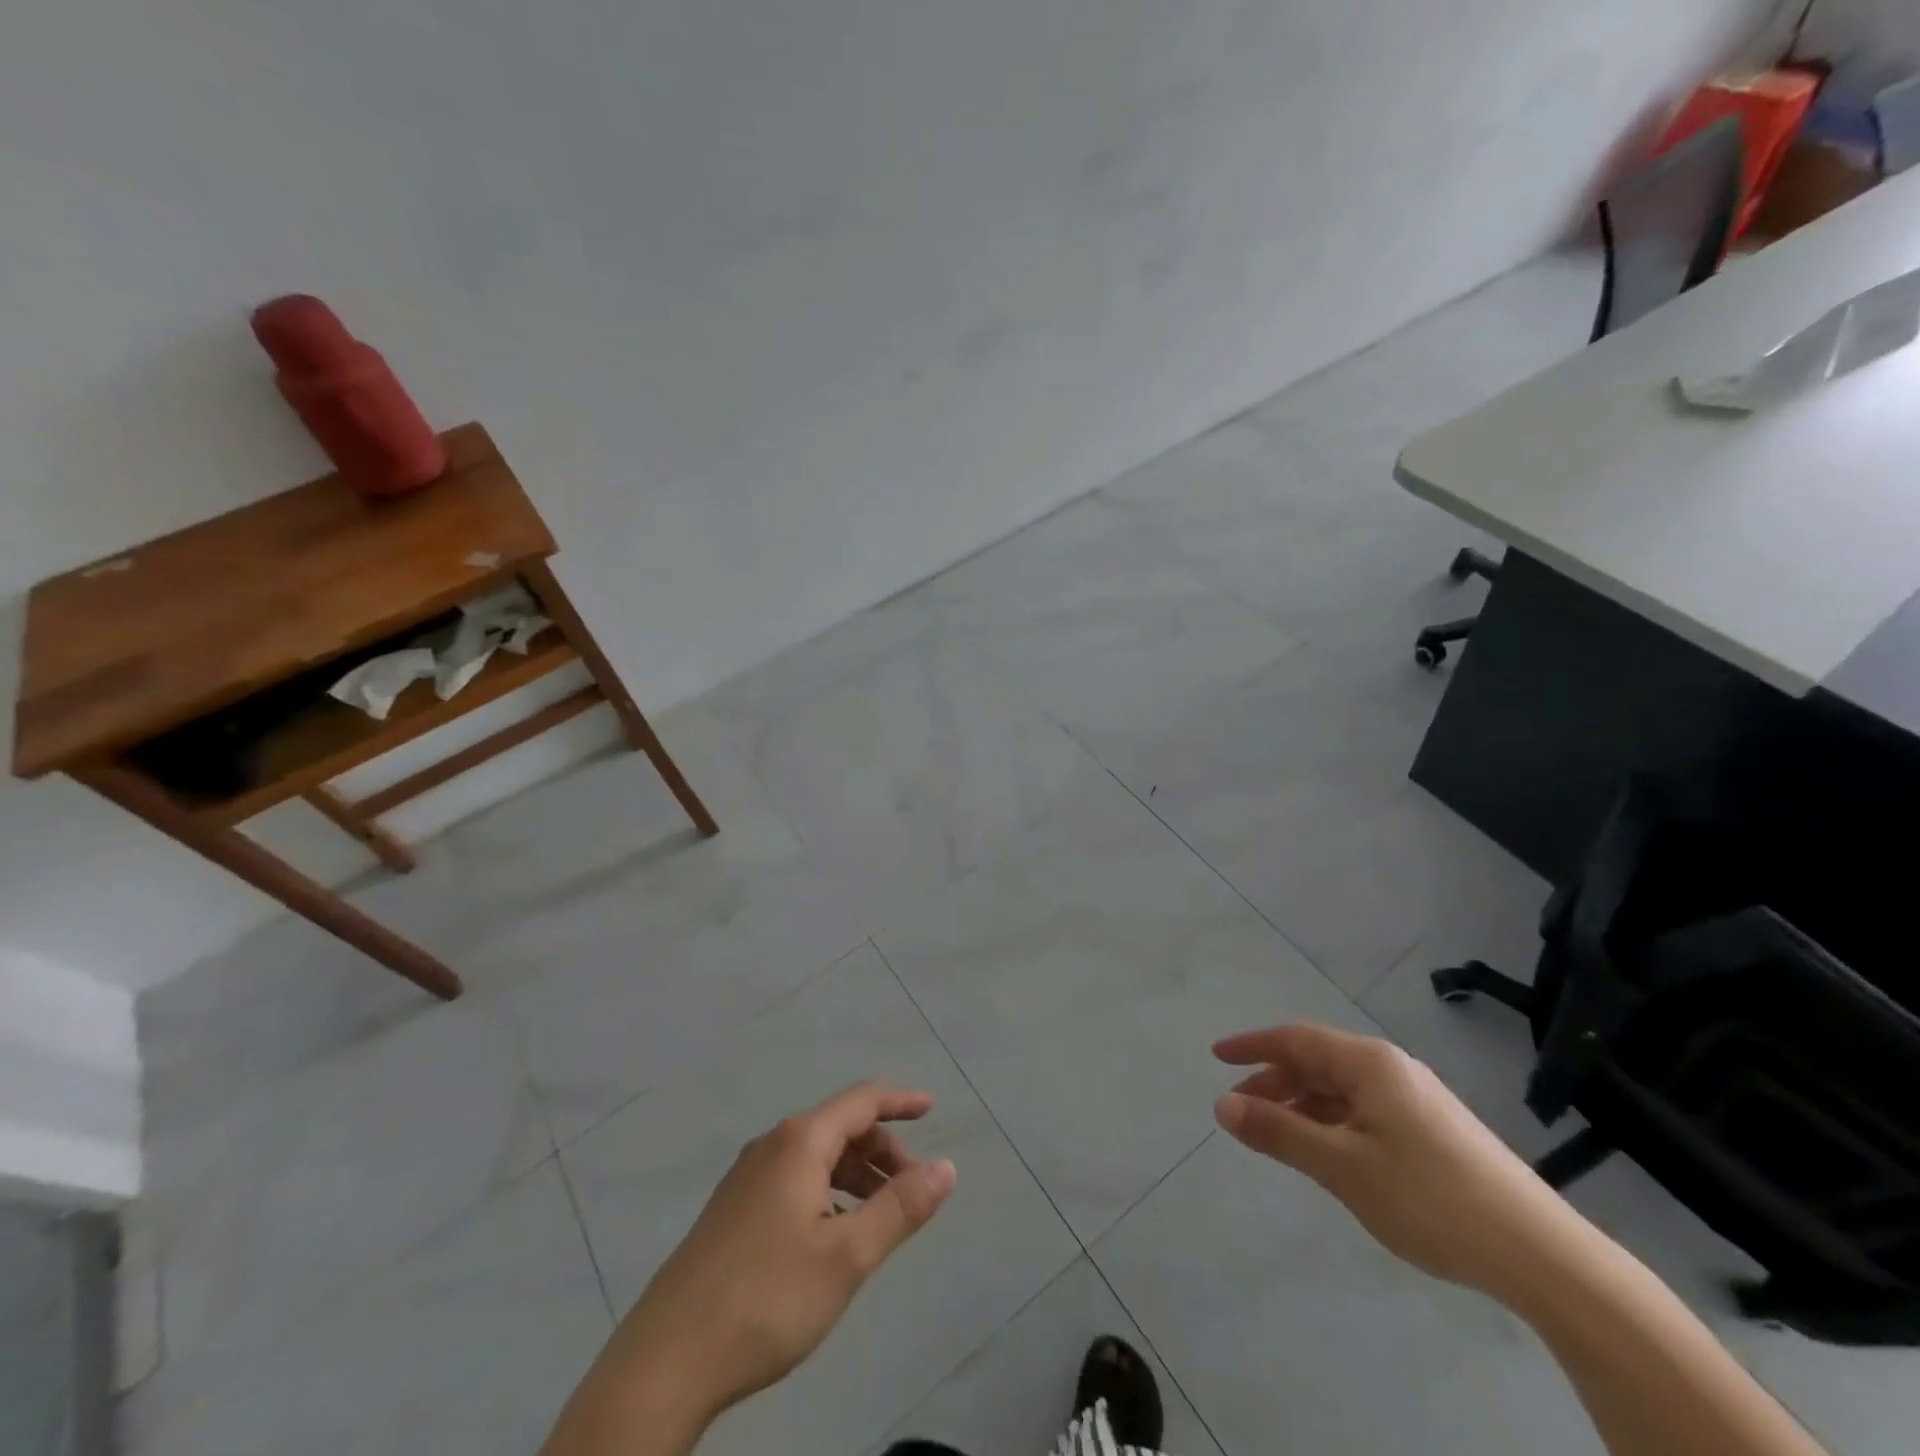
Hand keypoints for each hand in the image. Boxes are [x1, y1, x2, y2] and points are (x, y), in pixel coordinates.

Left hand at [616, 1083, 956, 1423]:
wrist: (666, 1360)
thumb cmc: (766, 1298)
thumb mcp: (847, 1256)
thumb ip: (900, 1207)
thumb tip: (947, 1167)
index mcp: (799, 1142)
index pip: (861, 1100)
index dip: (900, 1101)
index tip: (932, 1109)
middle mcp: (772, 1146)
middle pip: (840, 1128)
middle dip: (882, 1151)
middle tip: (912, 1192)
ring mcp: (747, 1178)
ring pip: (817, 1158)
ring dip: (856, 1175)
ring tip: (879, 1219)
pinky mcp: (733, 1211)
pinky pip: (795, 1181)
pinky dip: (828, 1193)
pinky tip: (833, 1238)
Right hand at [1212, 1024, 1587, 1302]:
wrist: (1542, 1255)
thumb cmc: (1430, 1198)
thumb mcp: (1342, 1166)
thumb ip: (1279, 1132)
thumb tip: (1223, 1105)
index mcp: (1369, 1063)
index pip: (1295, 1039)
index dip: (1252, 1046)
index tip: (1216, 1057)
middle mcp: (1392, 1069)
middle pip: (1318, 1061)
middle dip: (1274, 1081)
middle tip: (1241, 1110)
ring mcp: (1417, 1099)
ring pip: (1342, 1089)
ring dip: (1303, 1106)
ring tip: (1279, 1138)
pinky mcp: (1435, 1130)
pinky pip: (1365, 1110)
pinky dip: (1332, 1123)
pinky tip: (1330, 1155)